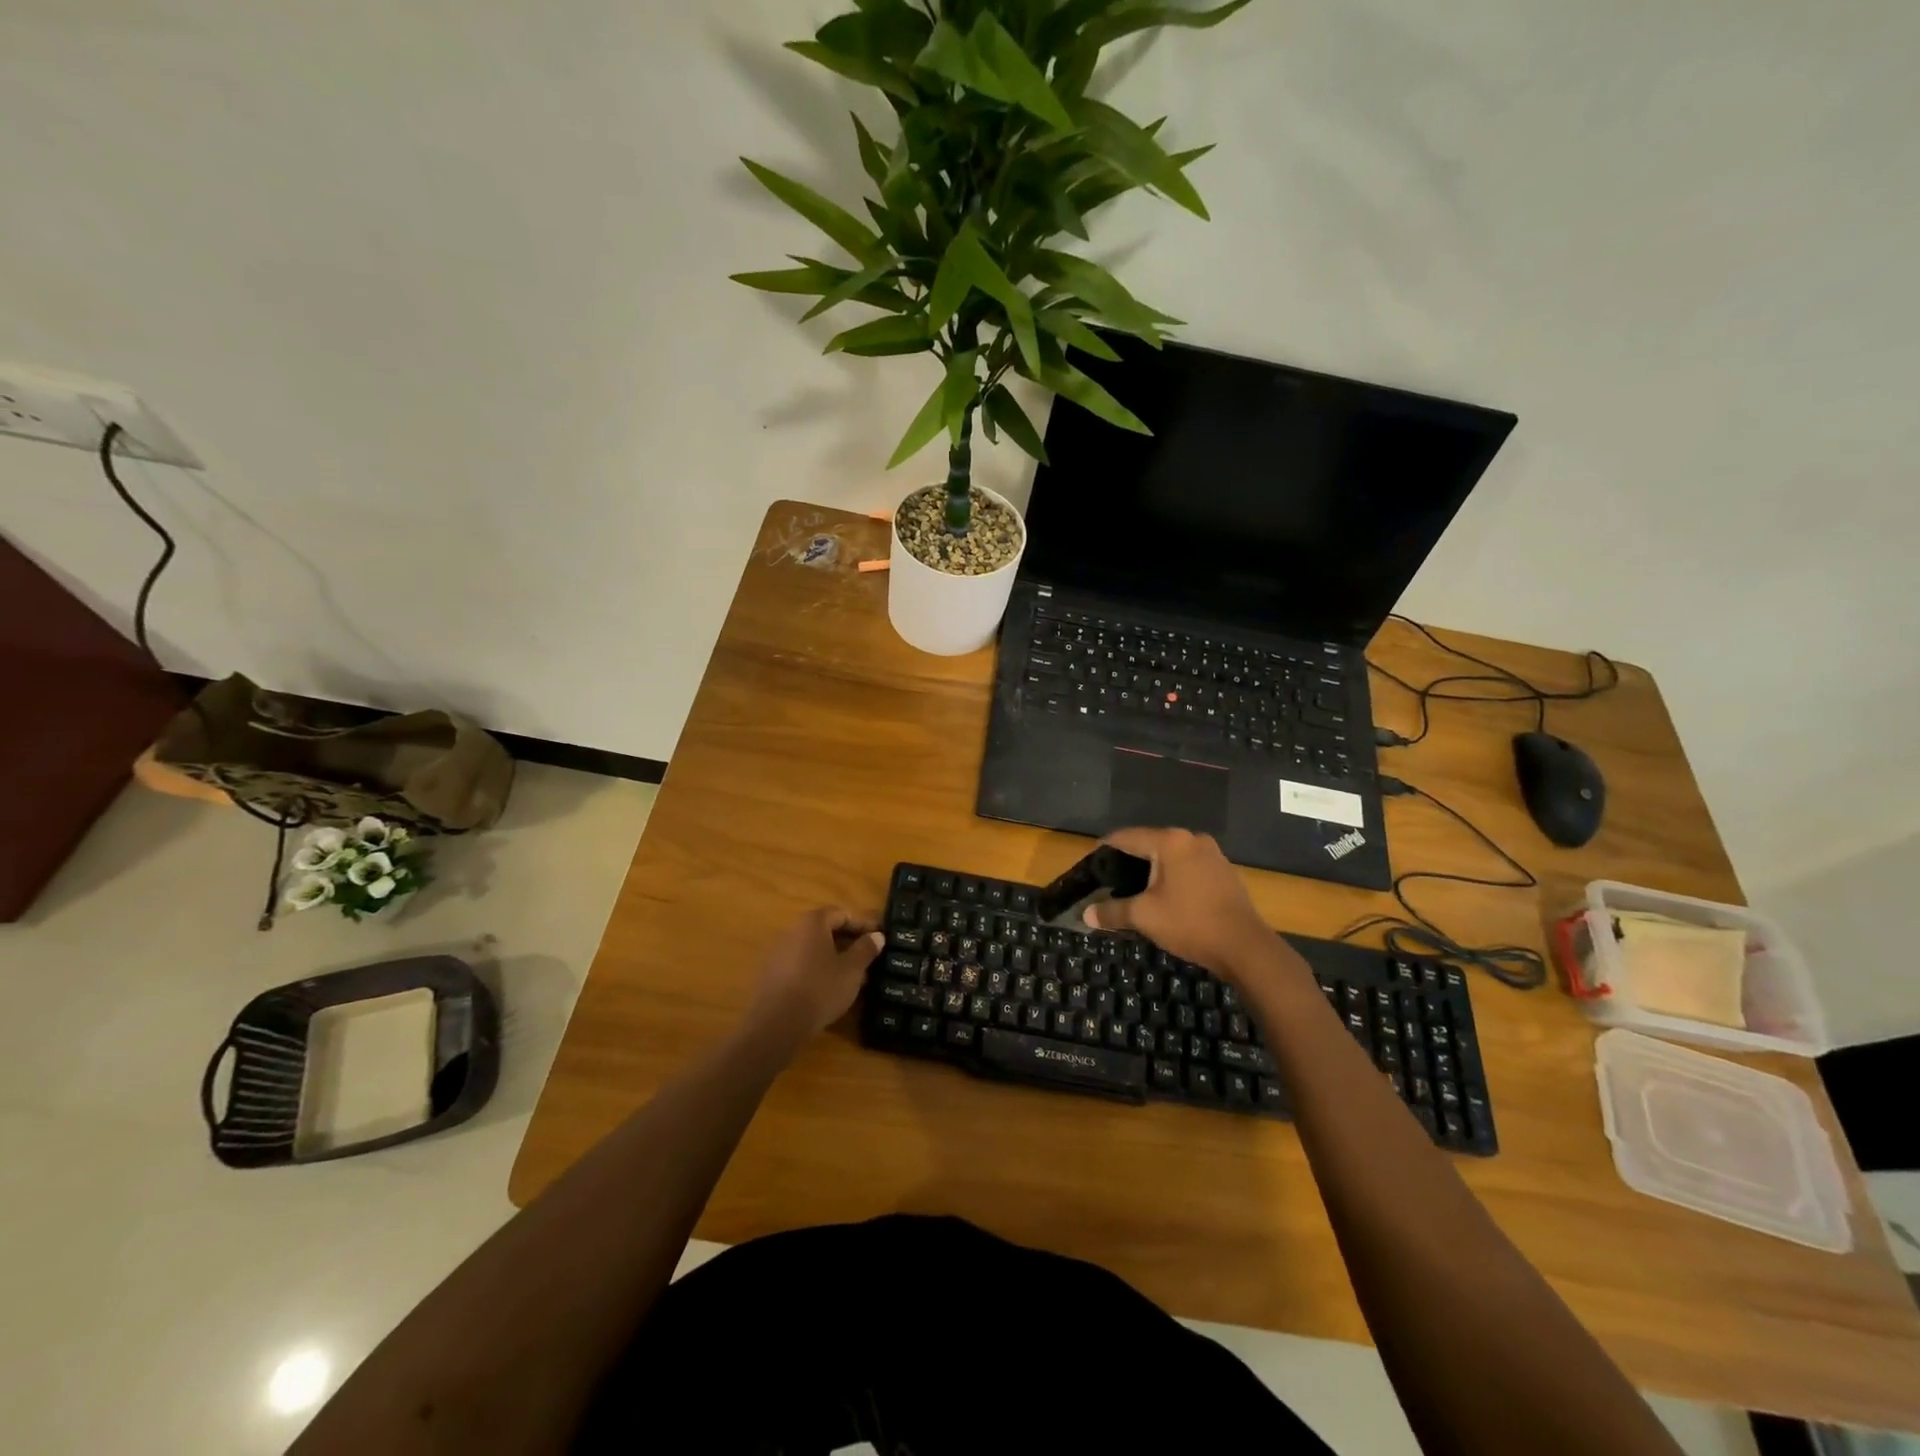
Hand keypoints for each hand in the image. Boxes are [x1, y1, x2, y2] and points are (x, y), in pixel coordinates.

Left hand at [748, 907, 883, 1037]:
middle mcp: (792, 931)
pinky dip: (818, 970)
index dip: (863, 924)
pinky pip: (801, 964)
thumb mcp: (852, 969)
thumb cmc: (820, 988)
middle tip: (868, 957)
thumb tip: (877, 936)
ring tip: (853, 977)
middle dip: (849, 942)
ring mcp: (779, 952)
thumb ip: (865, 949)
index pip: (842, 914)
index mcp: (812, 922)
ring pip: (814, 949)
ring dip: (834, 958)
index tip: (879, 937)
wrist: (777, 1024)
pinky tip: (830, 989)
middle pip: (825, 930)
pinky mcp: (772, 974)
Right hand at [1083, 828, 1277, 981]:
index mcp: (1170, 842)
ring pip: (1171, 856)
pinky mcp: (1224, 871)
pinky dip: (1173, 876)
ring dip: (1153, 870)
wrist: (1246, 947)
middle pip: (1150, 843)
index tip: (1090, 863)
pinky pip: (1188, 867)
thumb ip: (1112, 911)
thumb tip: (1086, 915)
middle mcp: (1192, 839)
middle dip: (1129, 860)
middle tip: (1109, 879)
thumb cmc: (1190, 924)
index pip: (1126, 836)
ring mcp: (1212, 854)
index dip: (1104, 848)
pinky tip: (1166, 896)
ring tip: (1134, 889)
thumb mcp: (1144, 917)